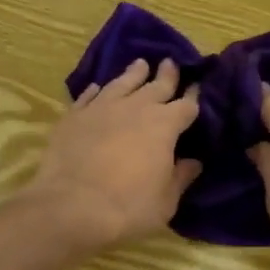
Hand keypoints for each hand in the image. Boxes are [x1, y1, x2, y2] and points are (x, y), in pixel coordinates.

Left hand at [26, 59, 200, 252]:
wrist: (72, 206)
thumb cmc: (128, 207)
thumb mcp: (165, 201)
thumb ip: (180, 177)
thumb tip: (193, 162)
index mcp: (164, 126)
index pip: (186, 105)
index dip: (193, 96)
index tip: (197, 86)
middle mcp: (135, 108)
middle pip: (156, 86)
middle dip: (166, 75)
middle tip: (169, 62)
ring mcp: (102, 108)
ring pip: (122, 83)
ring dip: (133, 74)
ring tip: (139, 64)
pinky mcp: (74, 116)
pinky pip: (89, 96)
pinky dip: (96, 91)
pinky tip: (98, 87)